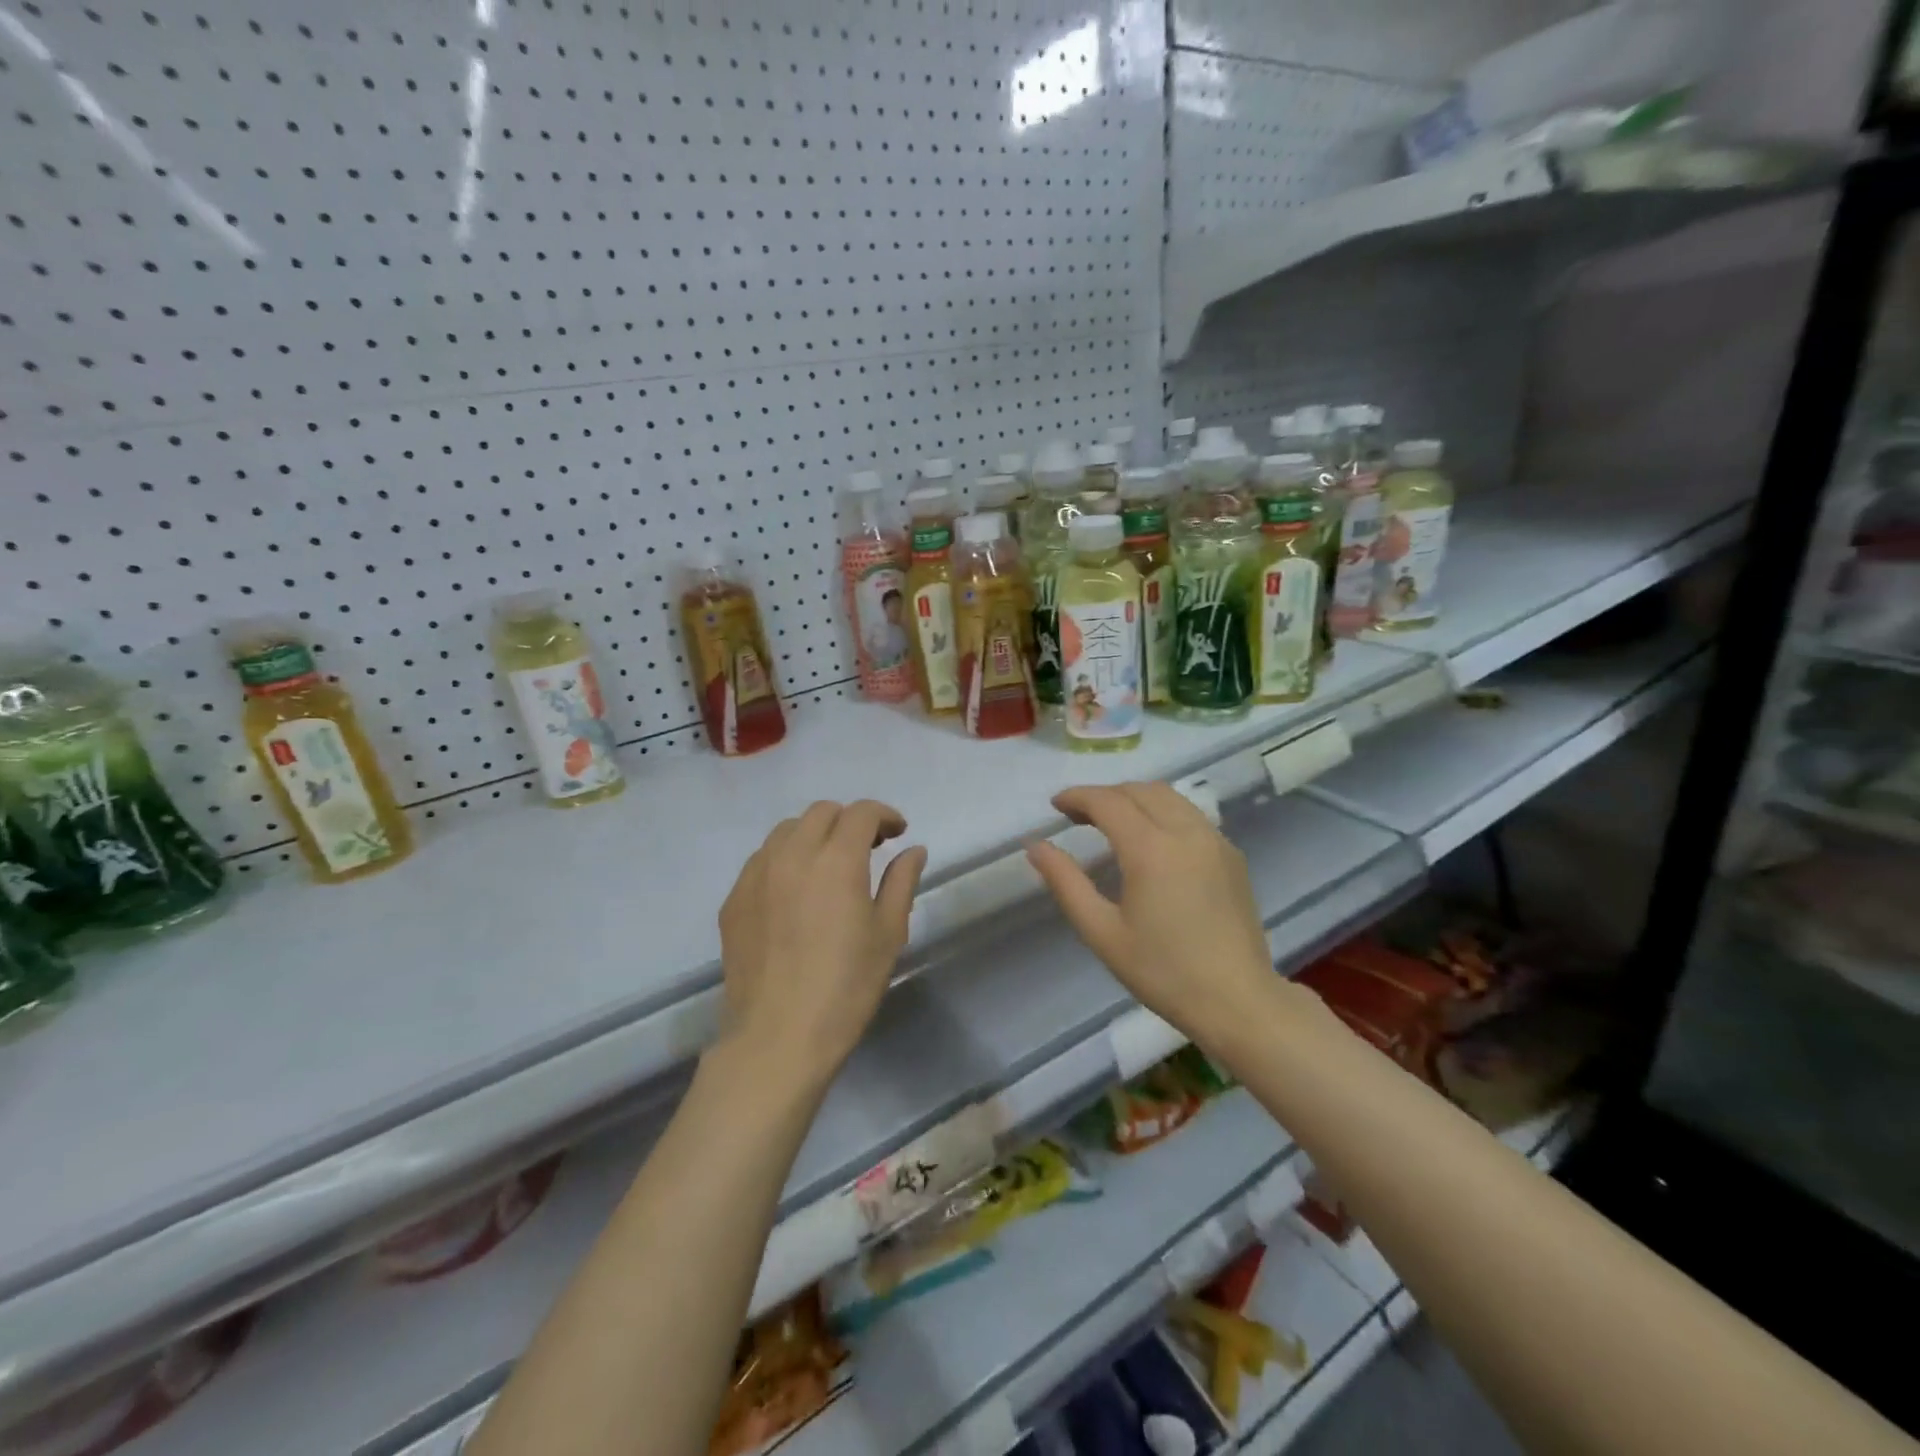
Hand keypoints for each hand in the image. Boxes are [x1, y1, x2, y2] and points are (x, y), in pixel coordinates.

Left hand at [717, 800, 927, 1088]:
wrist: (778, 1038)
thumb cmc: (846, 987)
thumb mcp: (888, 934)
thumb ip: (901, 882)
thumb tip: (913, 850)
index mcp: (836, 860)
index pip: (860, 813)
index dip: (884, 815)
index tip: (898, 833)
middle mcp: (792, 855)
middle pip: (821, 812)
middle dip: (849, 821)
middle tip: (868, 848)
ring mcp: (756, 875)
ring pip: (786, 831)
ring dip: (814, 835)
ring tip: (829, 865)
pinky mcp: (733, 899)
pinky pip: (762, 860)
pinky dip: (785, 859)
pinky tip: (795, 891)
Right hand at [1027, 783, 1272, 1049]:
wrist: (1238, 1001)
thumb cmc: (1162, 971)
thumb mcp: (1102, 932)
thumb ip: (1066, 882)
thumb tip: (1035, 846)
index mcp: (1151, 849)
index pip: (1108, 802)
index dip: (1078, 797)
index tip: (1056, 805)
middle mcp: (1186, 832)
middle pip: (1139, 790)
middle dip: (1105, 795)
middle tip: (1078, 816)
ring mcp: (1214, 840)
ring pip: (1169, 797)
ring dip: (1135, 798)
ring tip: (1112, 822)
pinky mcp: (1231, 855)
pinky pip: (1191, 815)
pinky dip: (1163, 812)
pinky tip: (1152, 841)